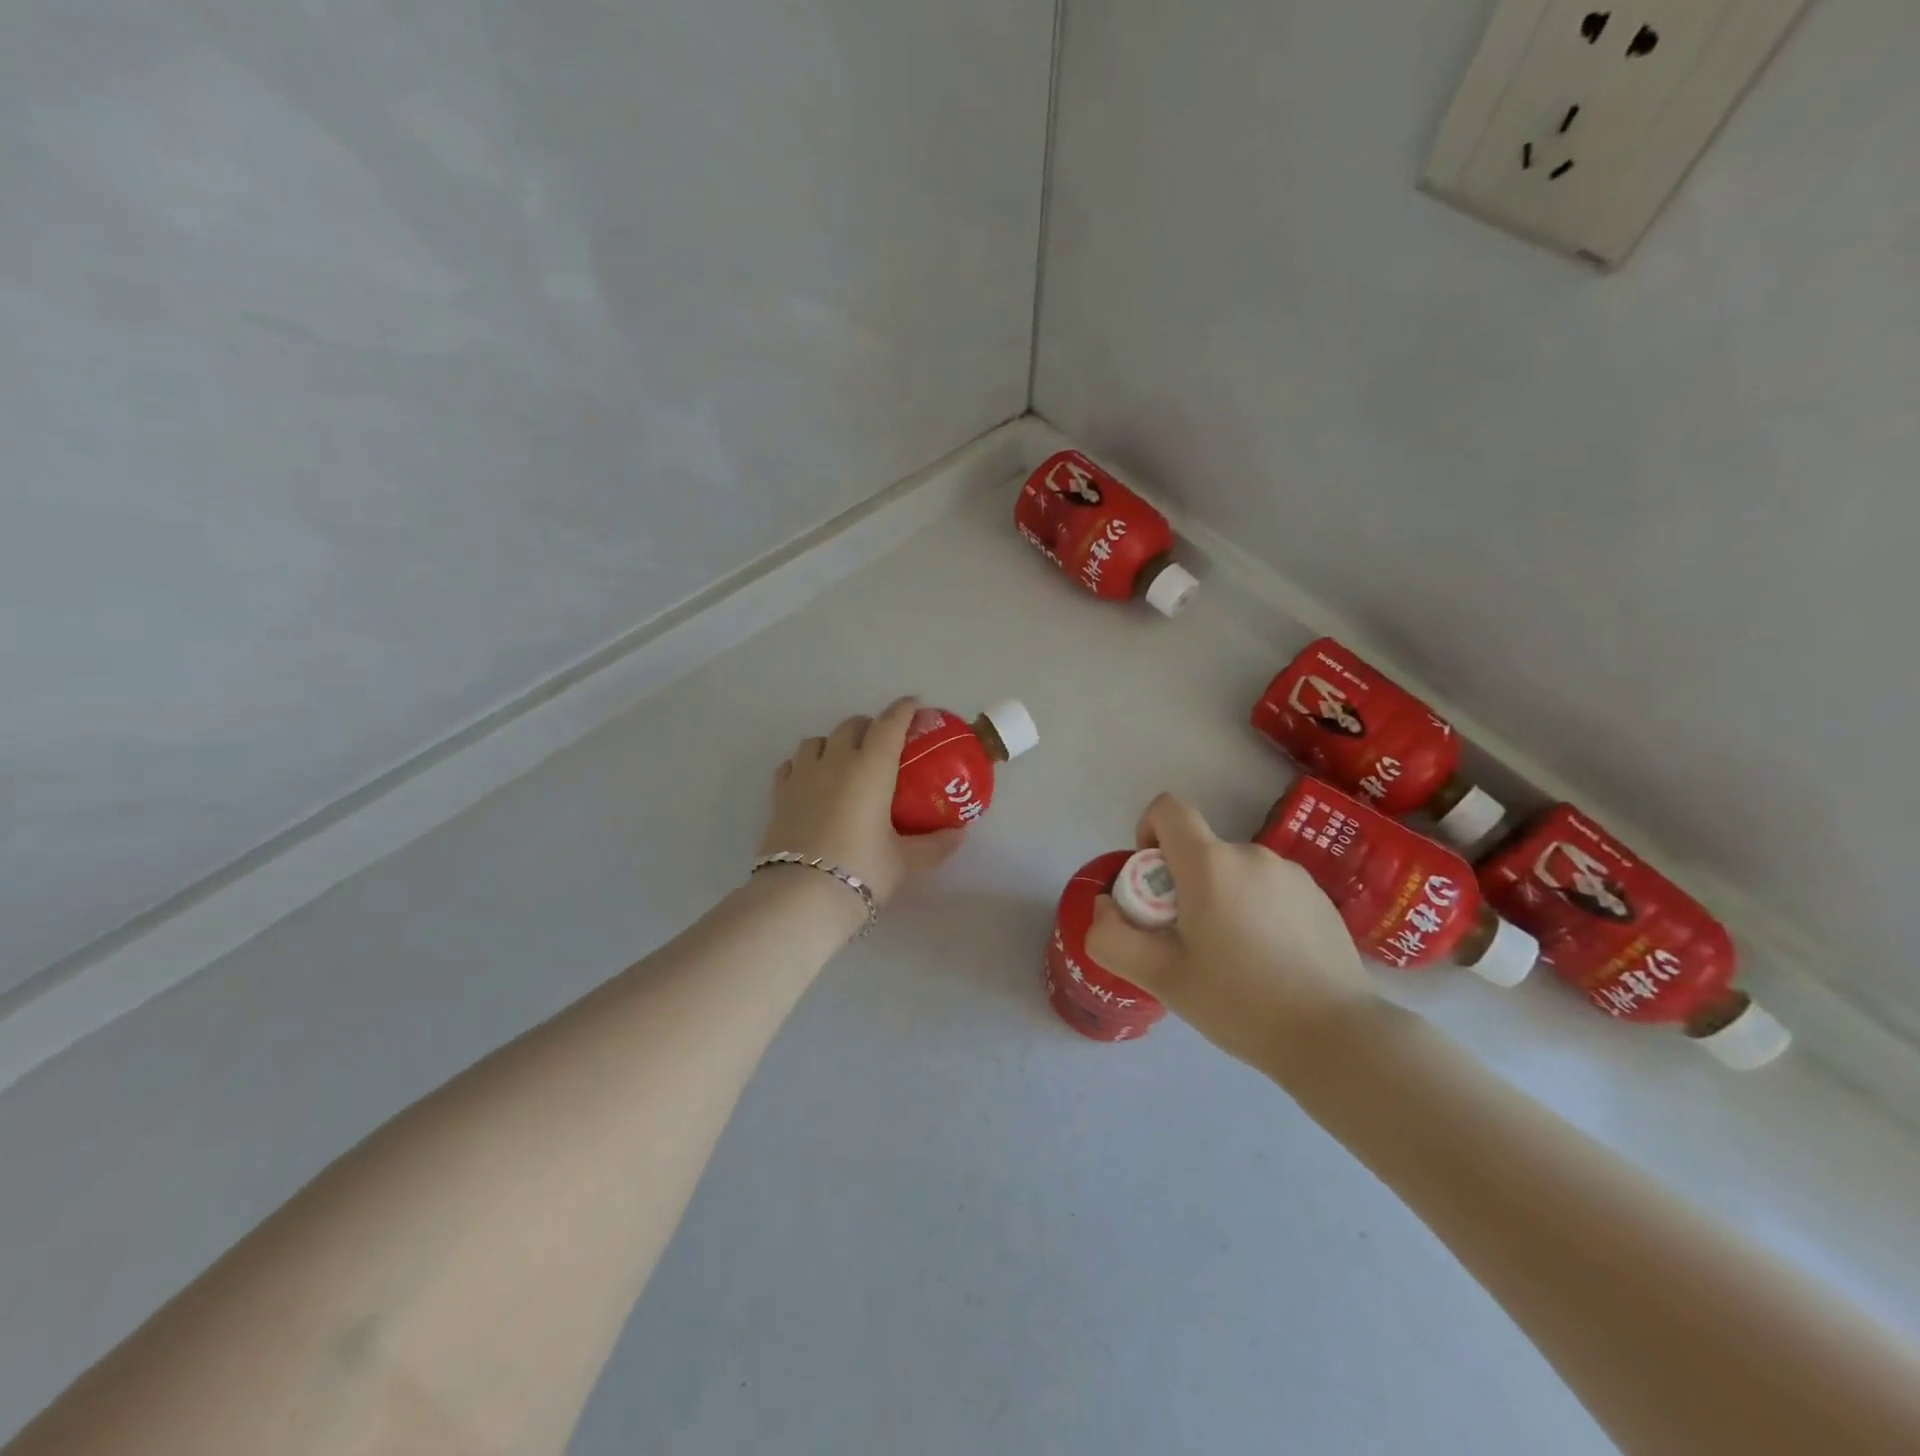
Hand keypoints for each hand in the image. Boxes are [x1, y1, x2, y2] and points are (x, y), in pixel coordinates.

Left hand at [759, 697, 966, 910]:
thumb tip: (960, 835)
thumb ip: (935, 845)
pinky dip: (805, 764)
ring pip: (817, 741)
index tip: (915, 705)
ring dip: (834, 742)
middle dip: (871, 726)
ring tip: (845, 761)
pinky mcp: (779, 795)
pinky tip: (812, 780)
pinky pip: (792, 765)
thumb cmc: (861, 871)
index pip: (890, 724)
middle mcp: (836, 762)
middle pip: (852, 726)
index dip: (904, 709)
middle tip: (885, 743)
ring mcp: (802, 776)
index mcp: (871, 768)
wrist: (800, 897)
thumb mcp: (905, 861)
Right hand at [1084, 793, 1377, 1073]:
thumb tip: (1103, 908)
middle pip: (1200, 850)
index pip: (1169, 809)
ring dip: (1221, 898)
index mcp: (1210, 864)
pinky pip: (1269, 888)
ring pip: (1235, 871)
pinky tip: (1271, 961)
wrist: (1336, 1037)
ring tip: (1234, 958)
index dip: (1149, 832)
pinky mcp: (1319, 896)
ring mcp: (1292, 873)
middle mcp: (1252, 854)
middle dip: (1183, 884)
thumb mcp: (1161, 978)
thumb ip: (1113, 937)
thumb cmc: (1239, 1003)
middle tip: (1189, 941)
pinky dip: (1257, 909)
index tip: (1153, 883)